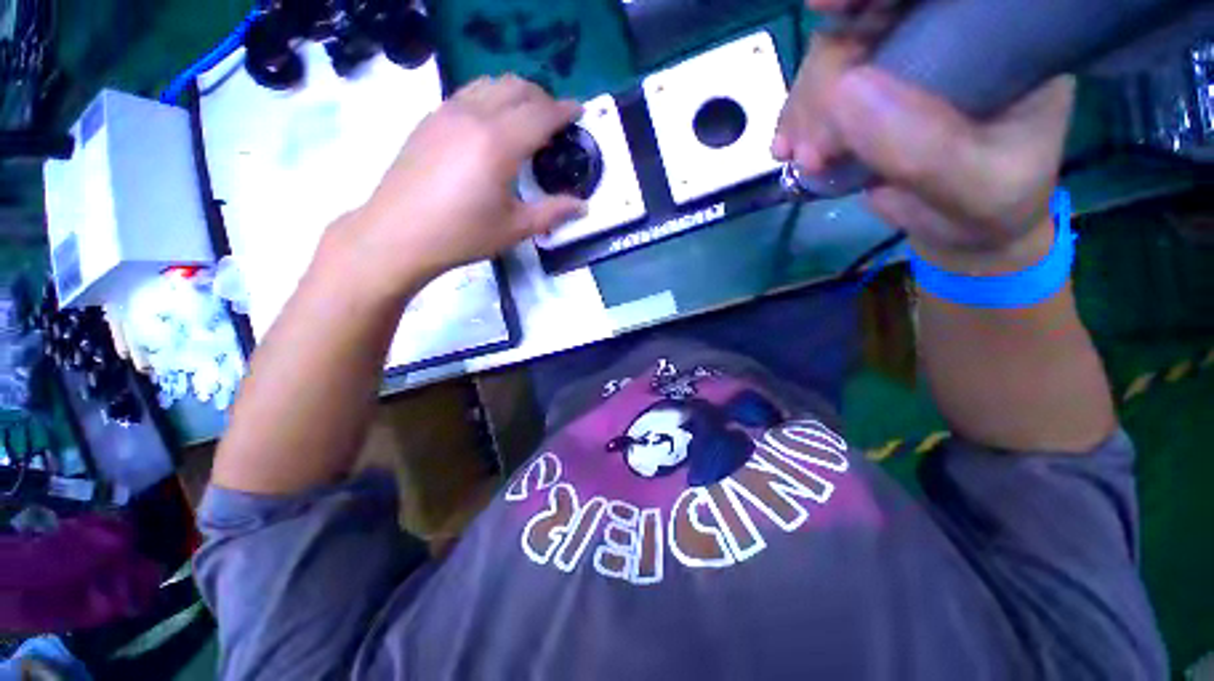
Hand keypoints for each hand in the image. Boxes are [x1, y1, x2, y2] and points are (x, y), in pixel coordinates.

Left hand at [321, 75, 586, 297]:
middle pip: (517, 88)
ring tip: (527, 118)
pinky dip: (491, 98)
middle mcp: (474, 116)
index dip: (564, 111)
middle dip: (543, 98)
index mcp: (498, 143)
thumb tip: (583, 207)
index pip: (540, 113)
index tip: (580, 112)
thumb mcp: (515, 228)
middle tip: (556, 120)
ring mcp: (447, 112)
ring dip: (516, 93)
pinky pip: (469, 93)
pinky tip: (492, 124)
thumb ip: (553, 213)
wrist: (398, 233)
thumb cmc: (462, 234)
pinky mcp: (430, 119)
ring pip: (490, 84)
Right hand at [774, 3, 1074, 271]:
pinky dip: (797, 119)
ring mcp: (901, 60)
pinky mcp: (865, 93)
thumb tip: (843, 93)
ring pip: (835, 53)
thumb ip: (923, 148)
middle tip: (813, 144)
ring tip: (803, 159)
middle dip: (827, 72)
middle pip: (871, 15)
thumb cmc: (991, 204)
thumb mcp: (975, 185)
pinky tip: (788, 149)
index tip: (826, 6)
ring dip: (806, 106)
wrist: (962, 229)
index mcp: (1001, 33)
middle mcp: (948, 32)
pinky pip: (819, 90)